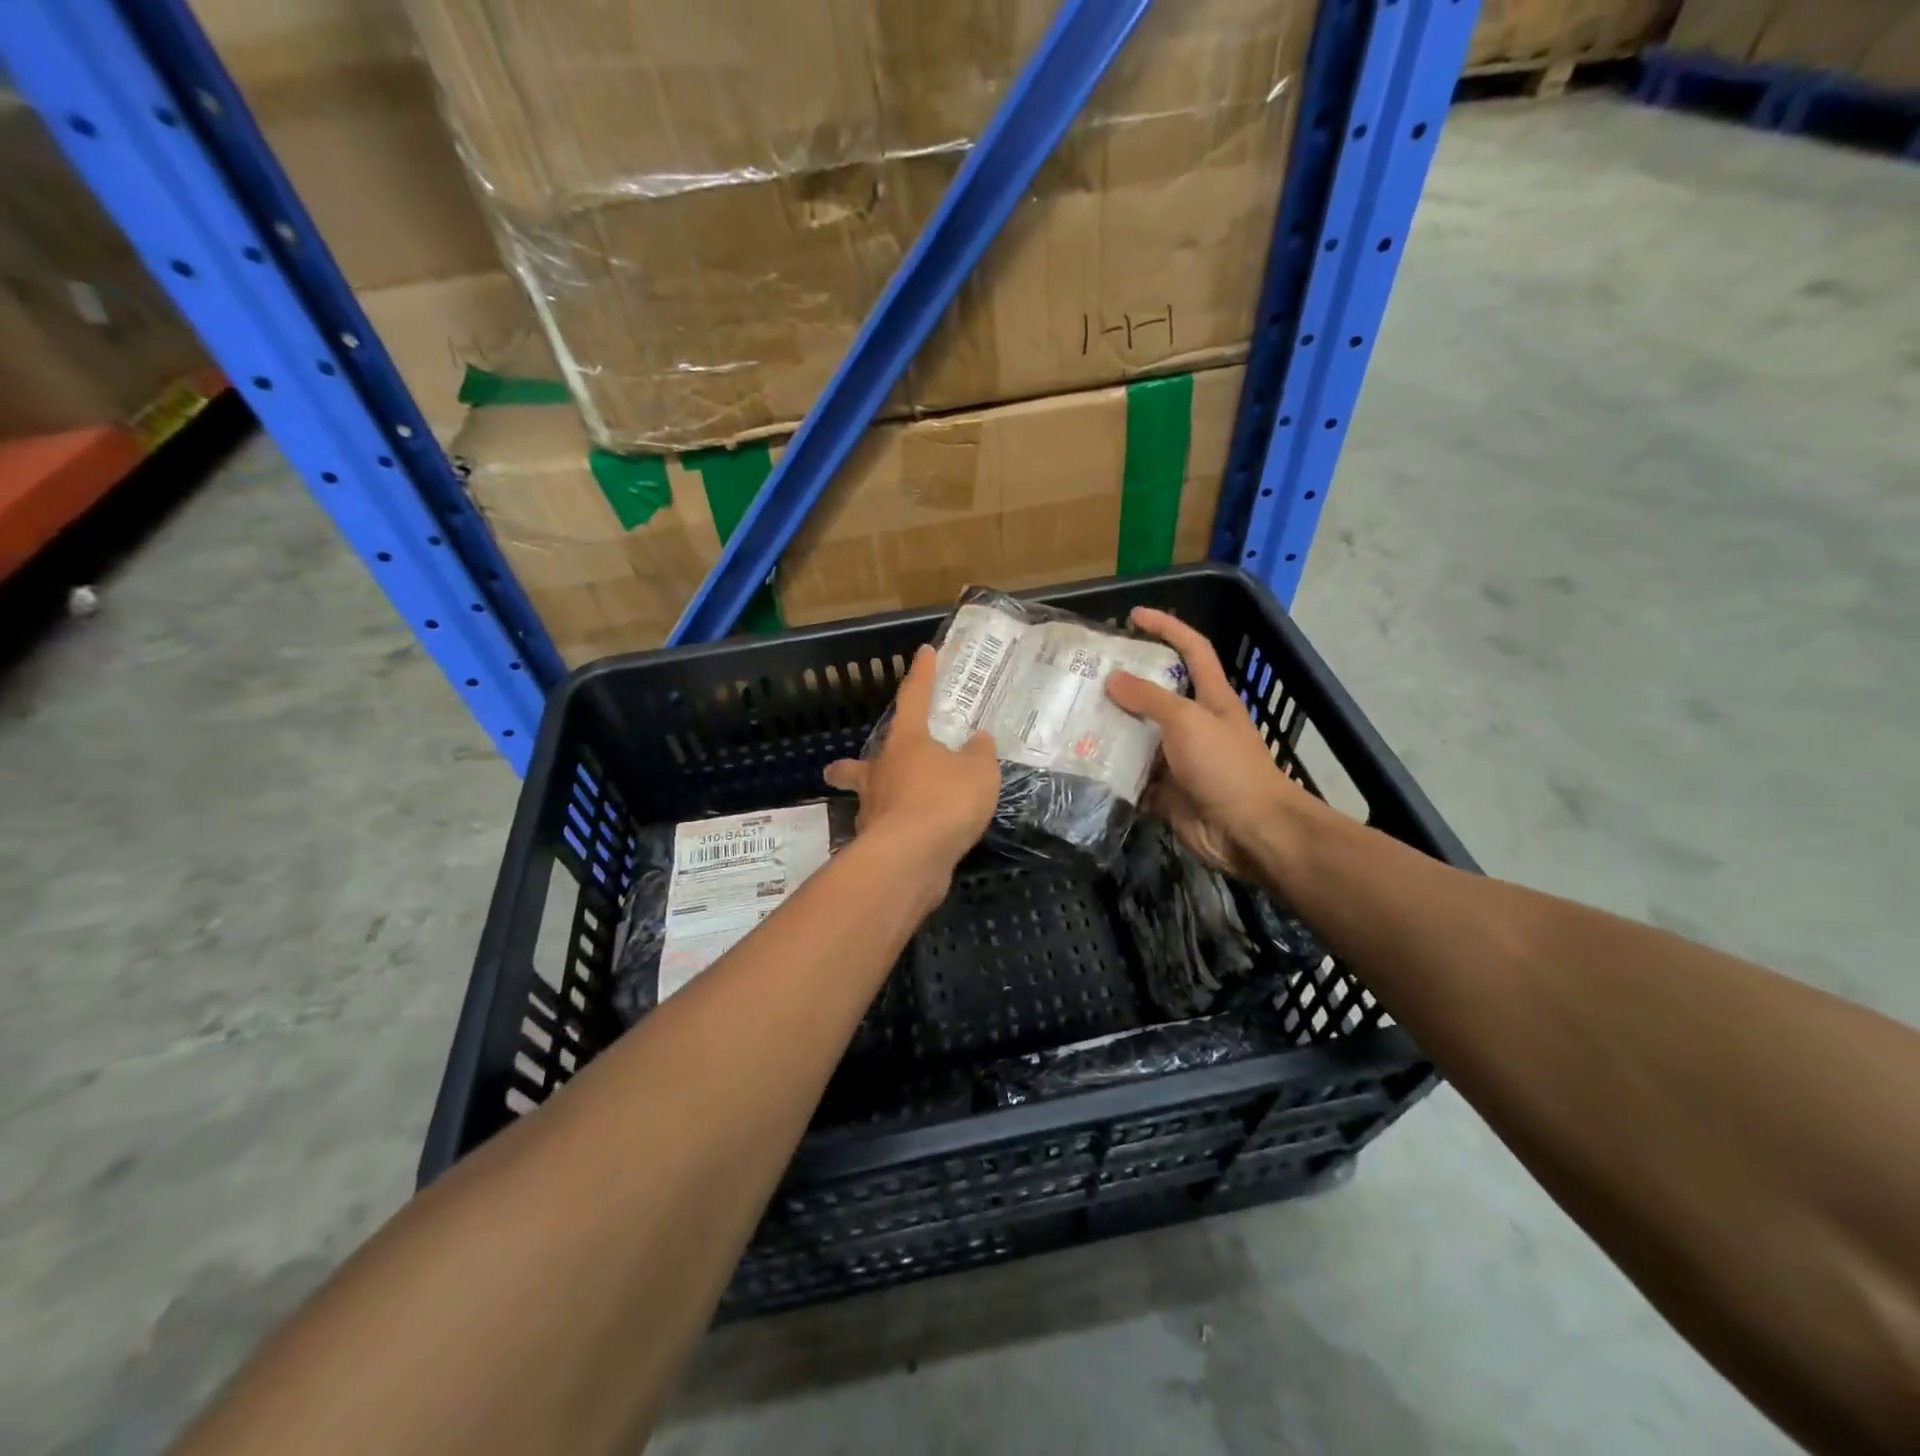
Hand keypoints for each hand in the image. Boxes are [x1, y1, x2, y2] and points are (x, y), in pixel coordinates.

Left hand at [824, 644, 1000, 880]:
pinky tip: (911, 839)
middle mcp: (881, 772)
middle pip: (858, 764)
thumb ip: (979, 754)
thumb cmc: (945, 801)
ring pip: (865, 800)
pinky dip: (893, 829)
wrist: (910, 858)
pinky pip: (883, 829)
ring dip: (871, 800)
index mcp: (906, 743)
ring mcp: (873, 809)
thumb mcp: (979, 773)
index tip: (924, 653)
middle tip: (837, 769)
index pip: (914, 698)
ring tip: (886, 809)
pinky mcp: (875, 843)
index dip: (922, 675)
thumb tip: (978, 740)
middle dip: (849, 767)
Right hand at [1106, 607, 1319, 877]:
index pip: (1191, 650)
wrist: (1249, 832)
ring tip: (1072, 717)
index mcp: (1210, 697)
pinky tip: (1081, 763)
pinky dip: (1111, 772)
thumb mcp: (1187, 720)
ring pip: (1138, 737)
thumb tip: (1113, 680)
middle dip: (1123, 684)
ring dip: (1110, 730)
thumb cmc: (1225, 766)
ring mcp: (1179, 760)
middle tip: (1084, 675)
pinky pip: (1132, 776)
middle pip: (1155, 695)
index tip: (1134, 615)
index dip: (1166, 627)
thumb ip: (1149, 698)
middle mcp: (1194, 724)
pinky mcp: (1166, 792)